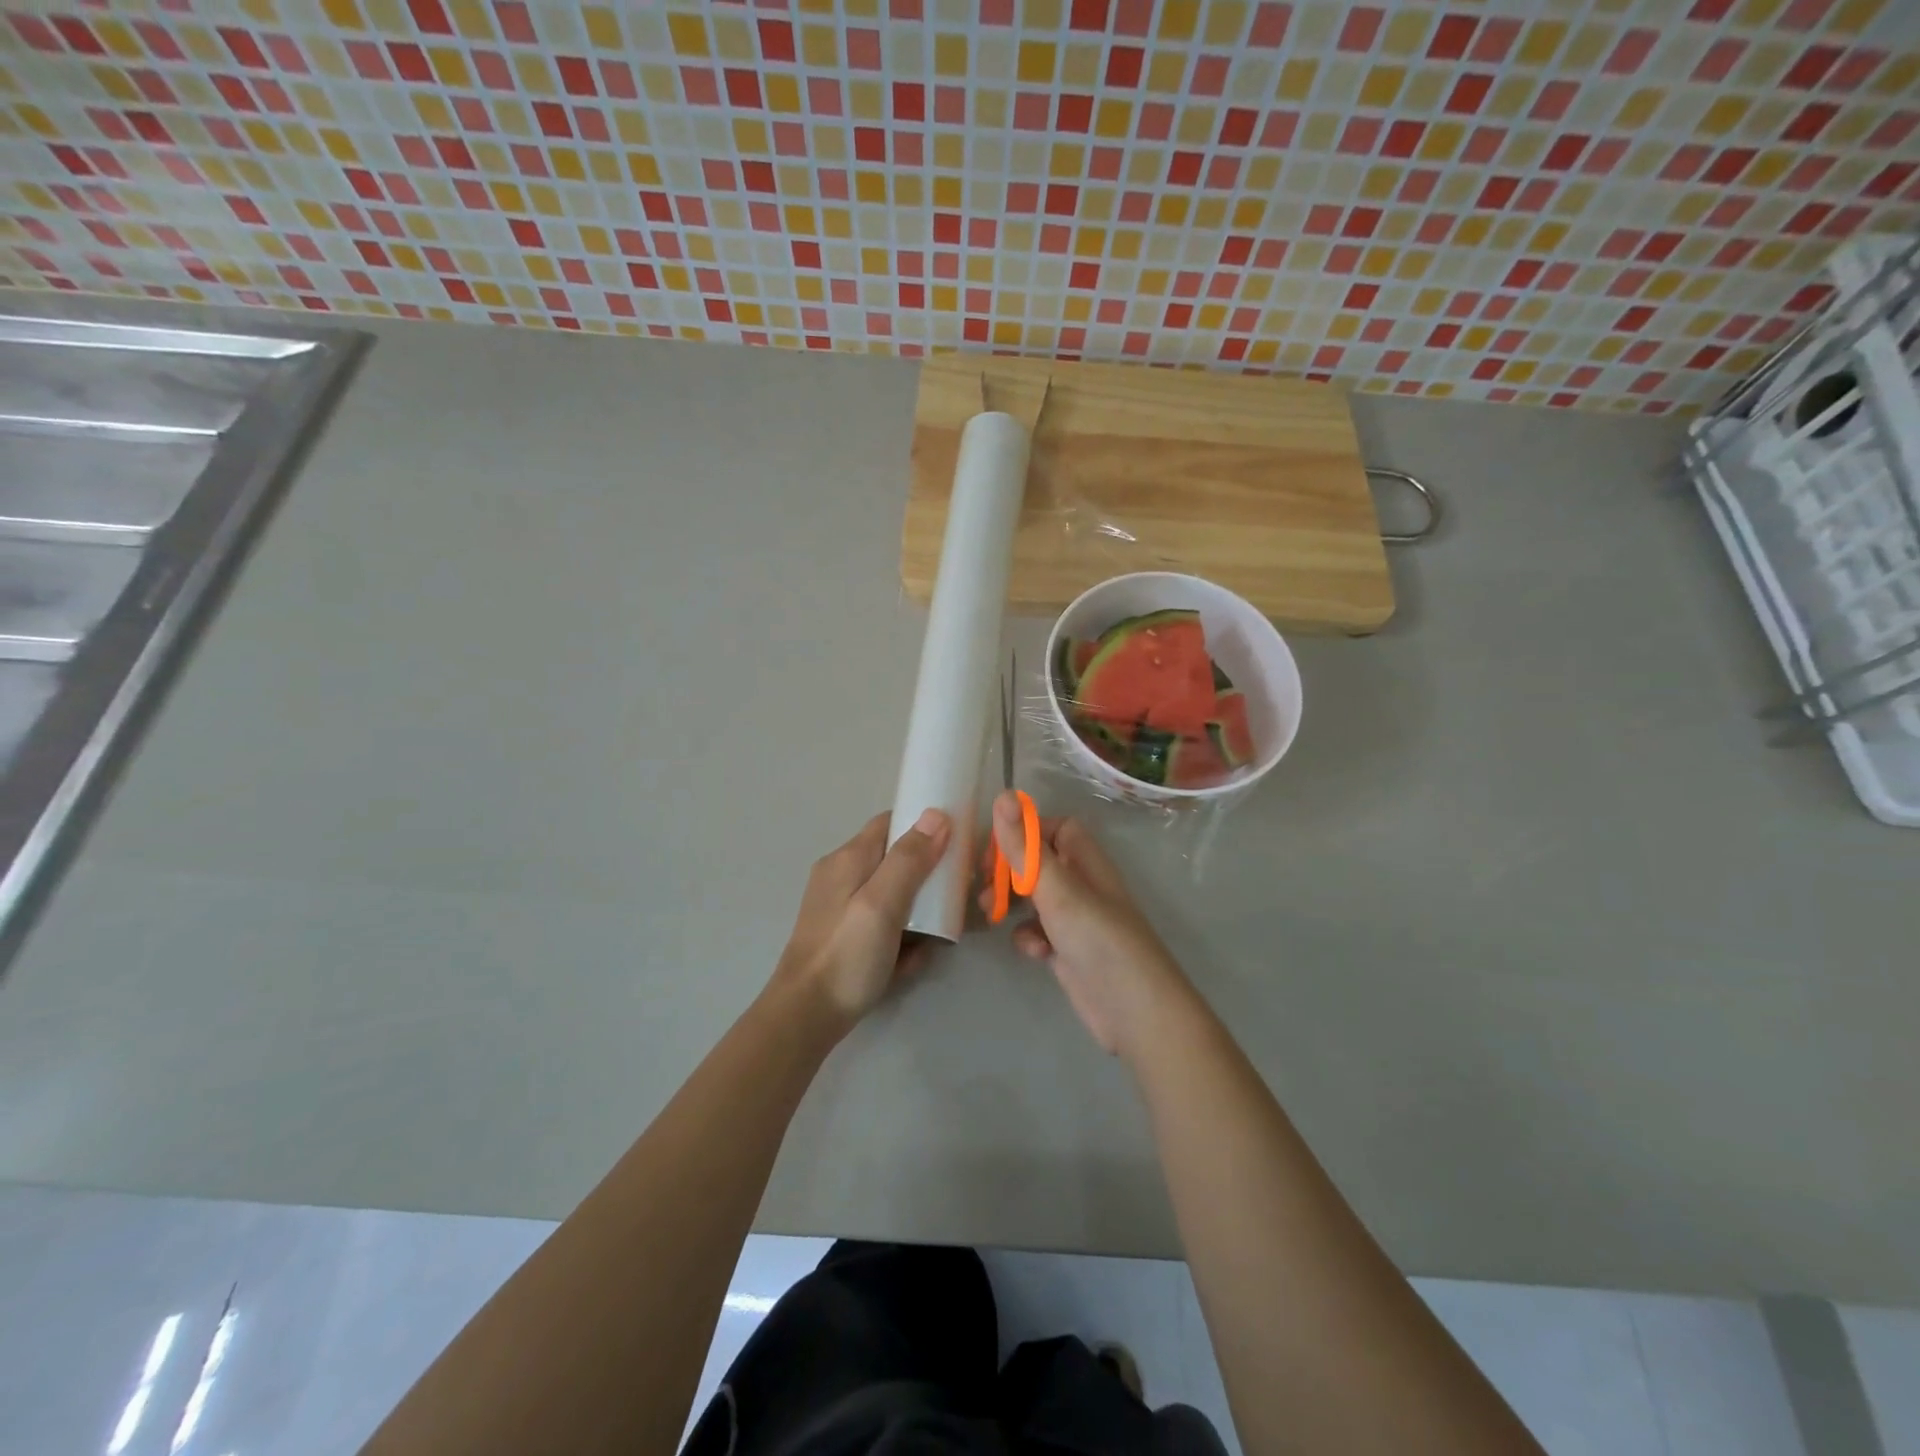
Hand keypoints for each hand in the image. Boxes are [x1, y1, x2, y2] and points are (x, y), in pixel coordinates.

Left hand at [772, 808, 951, 1030]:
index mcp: (848, 859)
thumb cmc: (846, 955)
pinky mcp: (845, 937)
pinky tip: (909, 960)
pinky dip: (901, 938)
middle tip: (953, 897)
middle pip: (894, 860)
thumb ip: (909, 859)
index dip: (923, 826)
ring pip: (893, 896)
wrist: (806, 1018)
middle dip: (926, 877)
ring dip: (918, 914)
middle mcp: (842, 876)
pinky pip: (883, 925)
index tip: (957, 842)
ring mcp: (841, 908)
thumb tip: (936, 815)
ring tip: (936, 936)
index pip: (890, 822)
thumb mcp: (882, 904)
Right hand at [978, 791, 1195, 1062]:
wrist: (1135, 1012)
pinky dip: (1028, 937)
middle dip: (1009, 870)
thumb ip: (1026, 847)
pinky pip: (1038, 932)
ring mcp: (1075, 920)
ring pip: (1034, 898)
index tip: (996, 847)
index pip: (1054, 828)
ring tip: (991, 913)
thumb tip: (1004, 794)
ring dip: (1011, 902)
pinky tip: (1033, 952)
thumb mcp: (1057, 890)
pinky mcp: (1068, 952)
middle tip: (982, 883)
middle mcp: (1081, 885)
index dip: (1025, 832)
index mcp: (1085, 861)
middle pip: (1038, 862)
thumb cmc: (1098, 940)